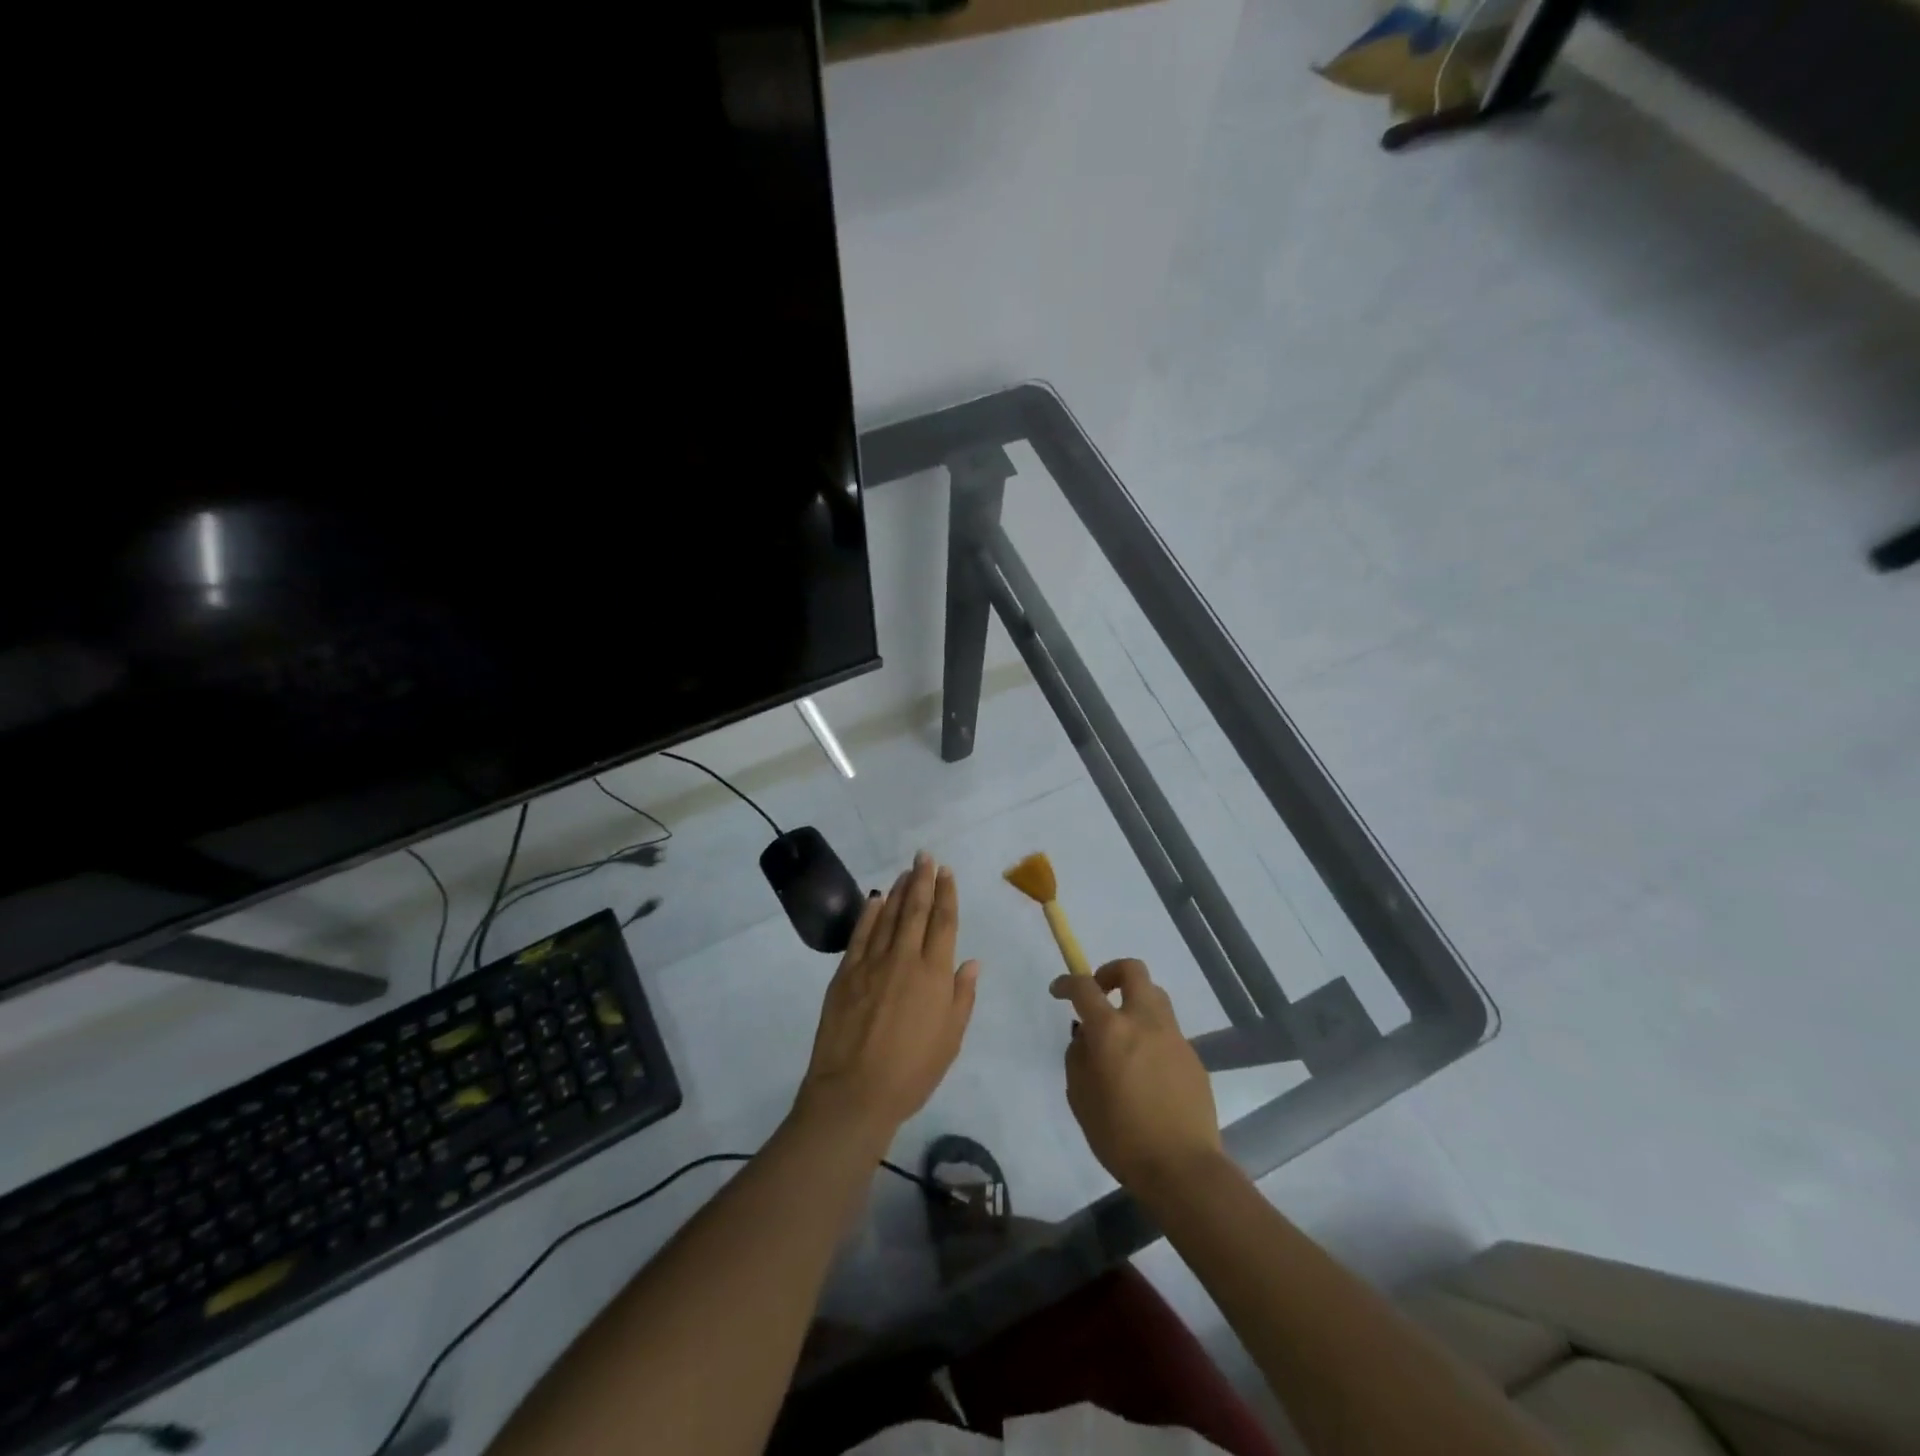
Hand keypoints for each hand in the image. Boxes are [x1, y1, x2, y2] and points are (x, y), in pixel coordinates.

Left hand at [797, 853, 979, 1145]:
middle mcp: (905, 959)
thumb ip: (962, 997)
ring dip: (899, 891)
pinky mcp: (846, 973)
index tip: (947, 872)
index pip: (944, 922)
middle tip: (925, 856)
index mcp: (935, 974)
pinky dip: (870, 914)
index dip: (947, 894)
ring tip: (907, 871)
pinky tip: (876, 900)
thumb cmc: (912, 1072)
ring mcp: (872, 963)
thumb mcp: (950, 1040)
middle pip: (916, 910)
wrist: (854, 1093)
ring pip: (889, 916)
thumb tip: (972, 962)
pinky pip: (861, 934)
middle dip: (923, 880)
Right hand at [1052, 959, 1222, 1191]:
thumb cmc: (1121, 1136)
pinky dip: (1152, 1035)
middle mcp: (1145, 1022)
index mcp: (1111, 1030)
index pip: (1085, 987)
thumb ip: (1078, 1058)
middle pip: (1133, 970)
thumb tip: (1086, 1038)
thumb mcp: (1080, 1098)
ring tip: (1124, 1032)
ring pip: (1155, 996)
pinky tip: (1146, 1070)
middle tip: (1100, 993)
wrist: (1182, 1168)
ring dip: (1135, 1001)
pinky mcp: (1193, 1057)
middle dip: (1111, 972)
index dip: (1068, 983)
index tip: (1059, 991)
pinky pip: (1168, 1032)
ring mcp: (1174, 1038)